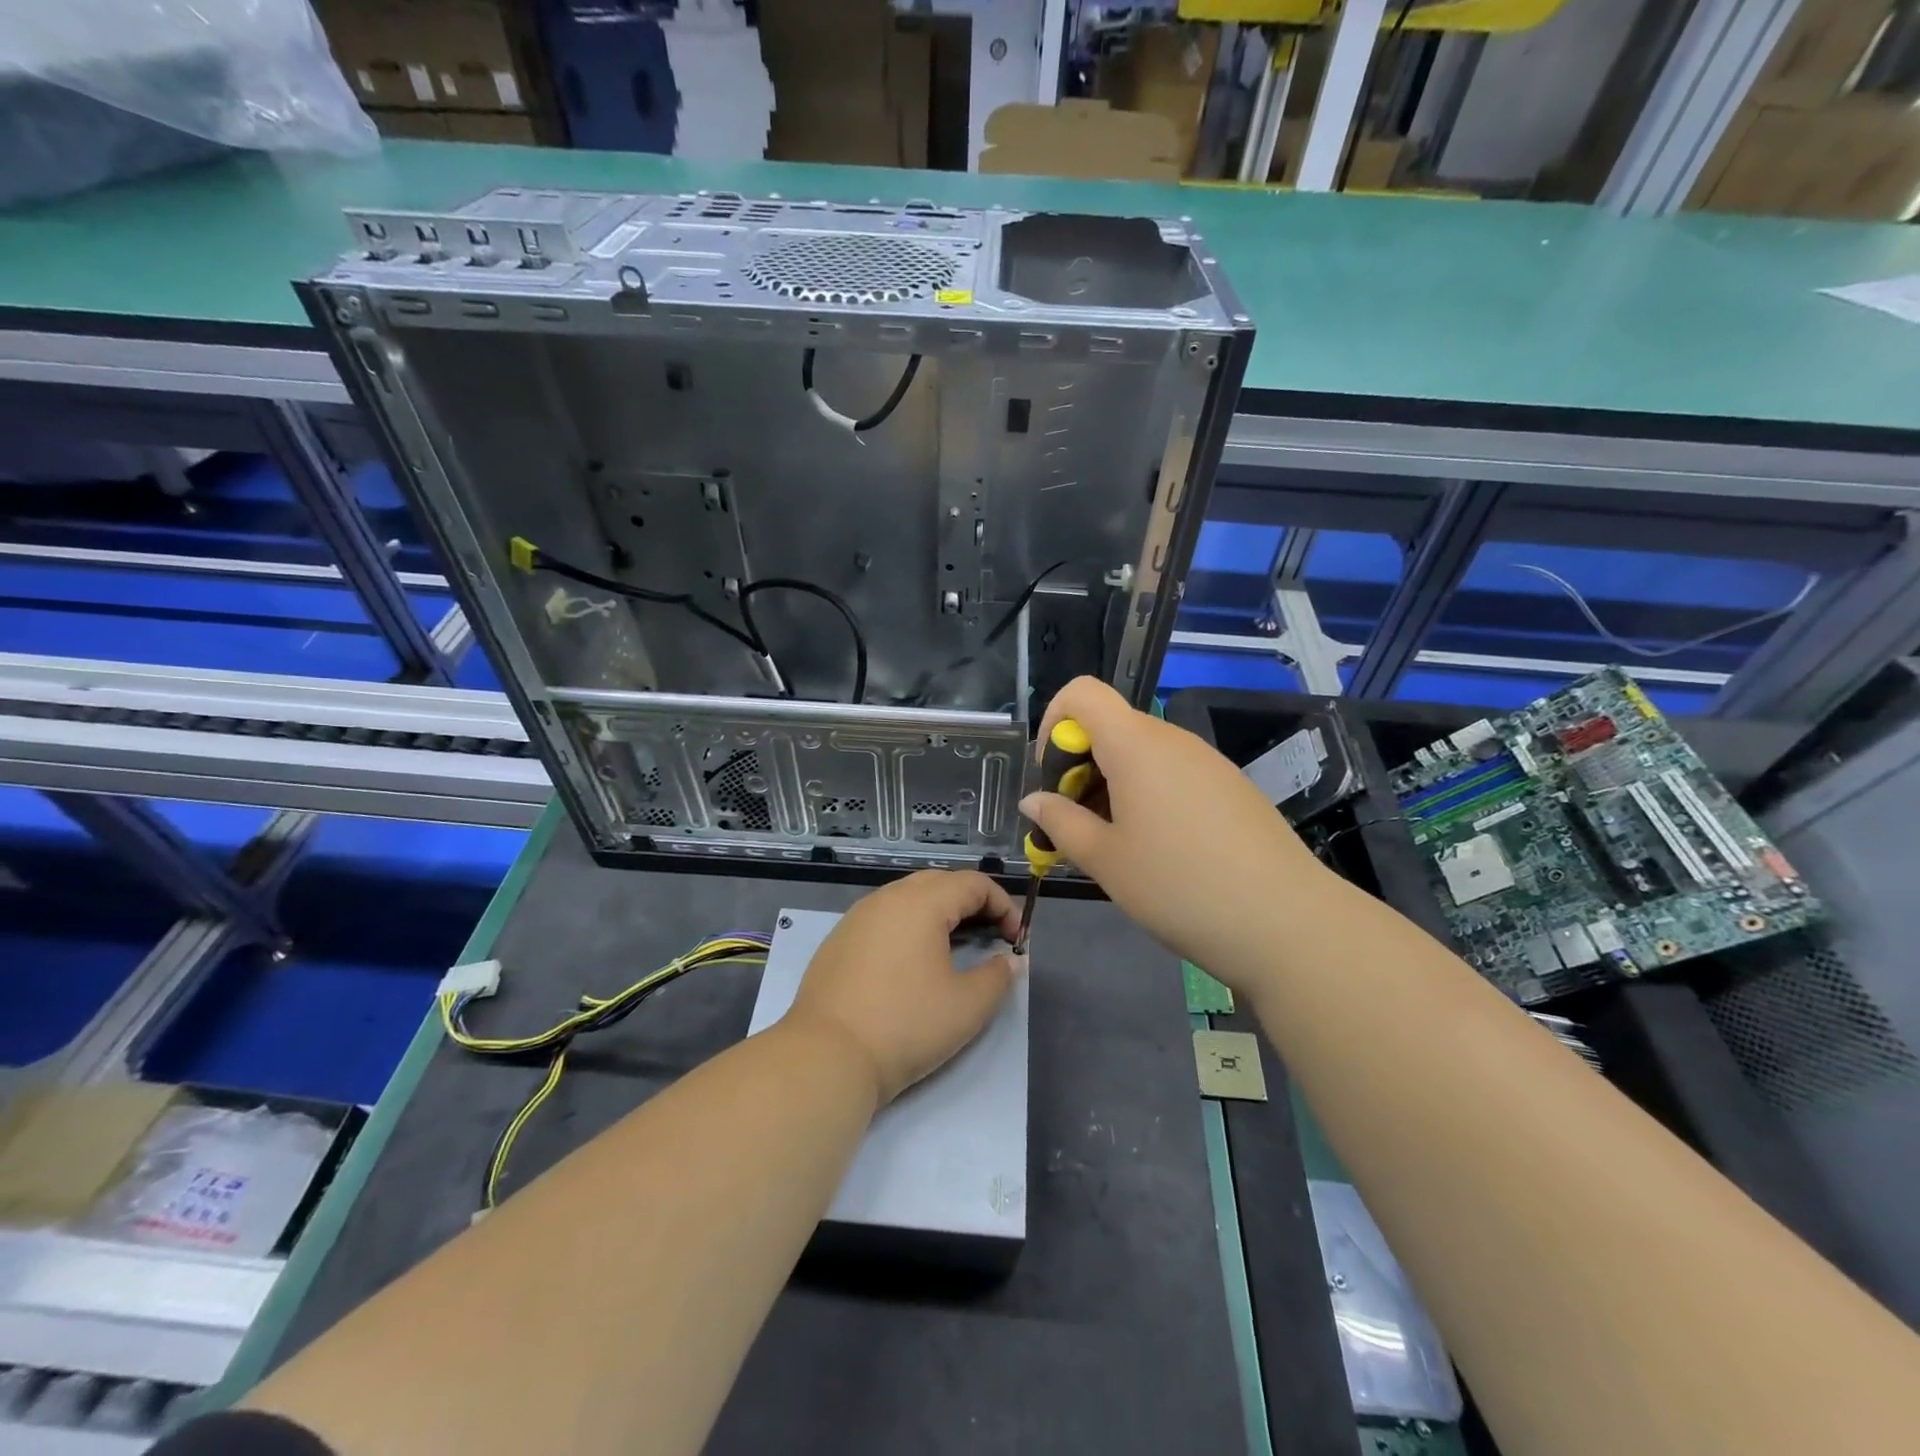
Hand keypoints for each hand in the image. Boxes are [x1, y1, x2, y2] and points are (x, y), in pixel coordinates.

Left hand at [786, 870, 1022, 1106]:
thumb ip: (998, 976)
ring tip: (956, 945)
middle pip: (940, 882)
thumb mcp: (967, 1006)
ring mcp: (858, 916)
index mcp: (921, 903)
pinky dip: (910, 925)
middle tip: (991, 935)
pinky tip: (914, 960)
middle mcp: (888, 897)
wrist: (826, 1056)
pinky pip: (885, 916)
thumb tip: (1009, 960)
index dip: (1003, 905)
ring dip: (939, 912)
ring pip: (909, 896)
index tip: (1017, 939)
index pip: (973, 884)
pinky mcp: (840, 939)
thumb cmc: (905, 1026)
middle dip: (972, 903)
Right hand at [1019, 677, 1324, 989]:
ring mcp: (1207, 761)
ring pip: (1142, 754)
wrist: (1285, 921)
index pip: (1081, 693)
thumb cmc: (1178, 886)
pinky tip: (1161, 851)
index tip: (1054, 780)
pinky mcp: (1231, 786)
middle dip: (1080, 768)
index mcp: (1135, 744)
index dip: (1054, 725)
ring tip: (1117, 847)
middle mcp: (1172, 739)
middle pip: (1111, 727)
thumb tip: (1033, 801)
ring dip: (1113, 786)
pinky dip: (1149, 796)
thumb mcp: (1105, 859)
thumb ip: (1060, 822)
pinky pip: (1174, 774)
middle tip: (1078, 827)